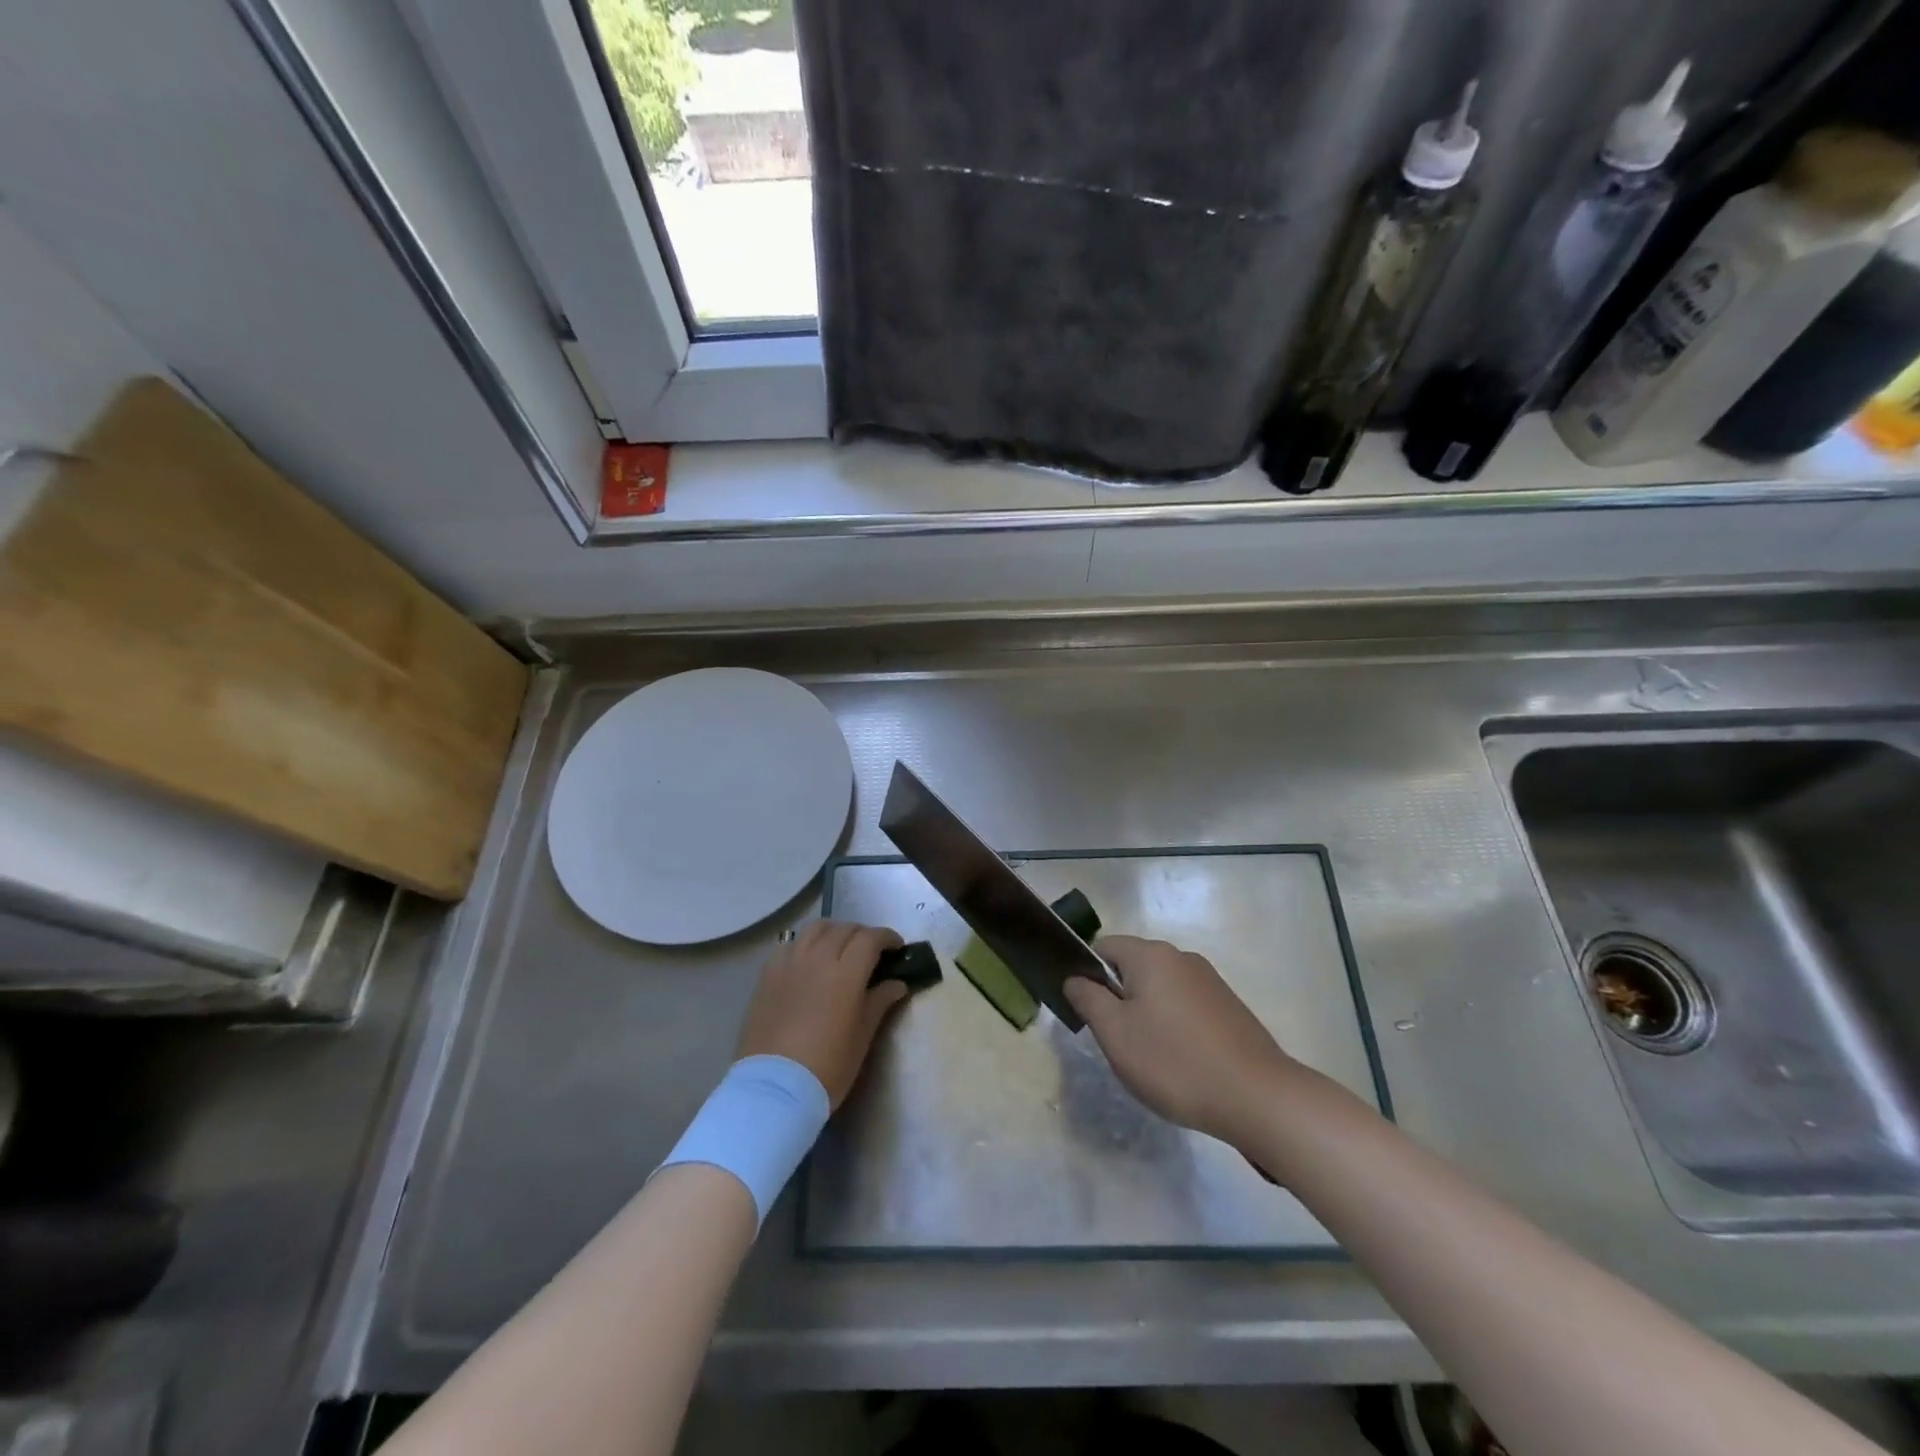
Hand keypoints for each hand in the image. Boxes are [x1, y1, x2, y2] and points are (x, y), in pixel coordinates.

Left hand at [736, 919, 906, 1108]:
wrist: (774, 1089)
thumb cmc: (828, 1067)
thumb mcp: (862, 1036)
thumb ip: (880, 1002)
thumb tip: (897, 983)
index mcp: (846, 972)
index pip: (871, 938)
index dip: (887, 938)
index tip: (897, 948)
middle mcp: (818, 958)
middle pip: (844, 929)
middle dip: (863, 934)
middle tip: (872, 951)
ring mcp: (789, 963)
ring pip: (815, 929)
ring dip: (834, 932)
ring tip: (840, 948)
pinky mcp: (767, 975)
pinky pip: (789, 945)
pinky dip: (805, 944)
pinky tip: (808, 961)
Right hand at [1065, 935, 1299, 1146]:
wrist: (1257, 1097)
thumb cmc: (1174, 1062)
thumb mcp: (1116, 1034)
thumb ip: (1088, 999)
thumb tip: (1075, 978)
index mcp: (1151, 955)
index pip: (1104, 947)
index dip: (1088, 975)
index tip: (1088, 1014)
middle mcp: (1181, 957)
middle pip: (1133, 967)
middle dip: (1119, 998)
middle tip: (1117, 1042)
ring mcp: (1210, 981)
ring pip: (1161, 988)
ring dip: (1147, 1014)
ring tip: (1150, 1058)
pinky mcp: (1229, 1006)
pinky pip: (1186, 1005)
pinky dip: (1175, 1025)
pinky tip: (1181, 1061)